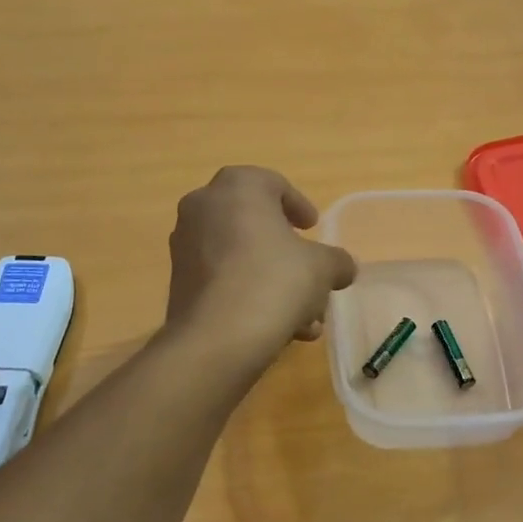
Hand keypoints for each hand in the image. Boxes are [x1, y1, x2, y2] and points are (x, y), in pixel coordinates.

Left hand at [164, 166, 357, 366]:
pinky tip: (279, 329)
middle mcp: (203, 207)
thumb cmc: (275, 282)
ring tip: (304, 317)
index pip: (272, 184)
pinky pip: (223, 280)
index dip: (298, 205)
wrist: (217, 337)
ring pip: (240, 258)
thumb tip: (343, 267)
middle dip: (286, 252)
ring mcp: (185, 246)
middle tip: (309, 271)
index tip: (313, 227)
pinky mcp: (178, 283)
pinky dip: (250, 296)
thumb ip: (337, 261)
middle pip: (254, 224)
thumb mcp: (323, 268)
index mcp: (238, 187)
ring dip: (273, 282)